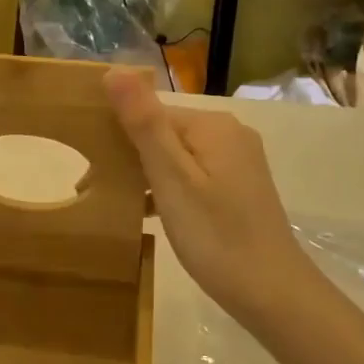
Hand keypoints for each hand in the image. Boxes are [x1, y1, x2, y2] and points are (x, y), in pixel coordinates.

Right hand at [105, 68, 326, 329]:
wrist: (272, 293)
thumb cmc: (215, 235)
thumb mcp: (171, 178)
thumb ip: (144, 123)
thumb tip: (114, 69)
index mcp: (212, 125)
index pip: (151, 114)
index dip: (118, 138)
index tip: (91, 172)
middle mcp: (229, 134)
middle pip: (164, 134)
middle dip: (130, 158)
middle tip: (97, 190)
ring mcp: (238, 161)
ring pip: (177, 157)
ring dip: (147, 176)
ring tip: (120, 205)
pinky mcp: (240, 187)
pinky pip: (193, 176)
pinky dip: (170, 190)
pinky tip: (151, 214)